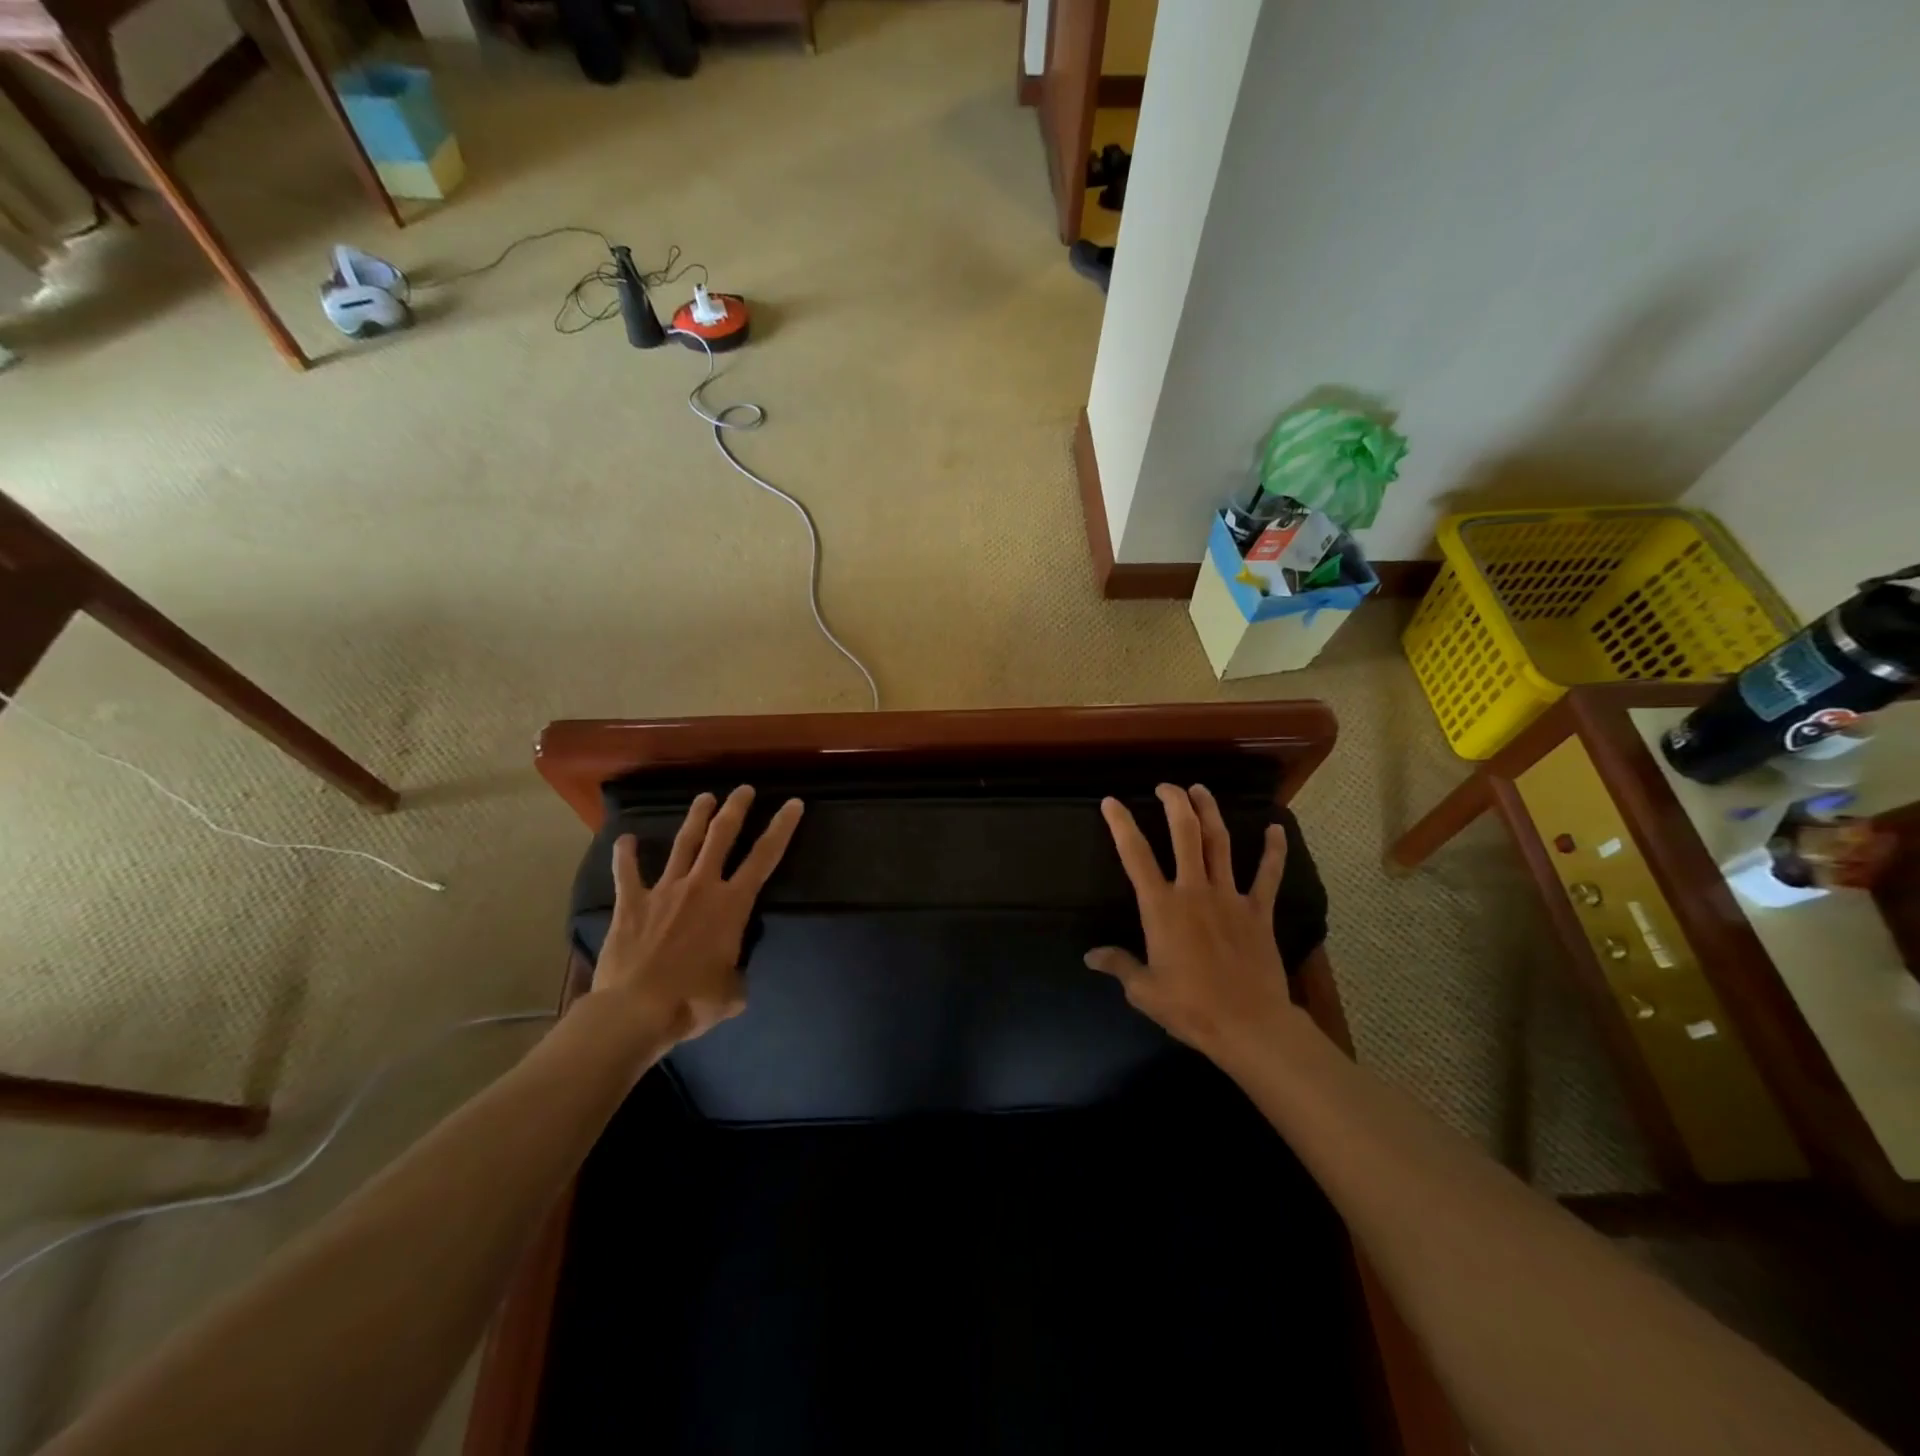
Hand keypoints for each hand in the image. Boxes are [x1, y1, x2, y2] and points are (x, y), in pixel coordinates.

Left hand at [587, 786, 803, 1048]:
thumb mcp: (732, 993)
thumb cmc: (692, 1001)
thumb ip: (736, 974)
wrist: (636, 1010)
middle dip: (736, 809)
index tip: (793, 804)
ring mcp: (665, 890)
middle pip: (722, 836)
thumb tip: (731, 975)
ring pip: (684, 844)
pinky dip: (625, 855)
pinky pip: (627, 873)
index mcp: (732, 905)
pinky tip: (625, 839)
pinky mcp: (631, 903)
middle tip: (744, 789)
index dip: (782, 828)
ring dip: (695, 818)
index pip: (765, 858)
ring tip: (704, 797)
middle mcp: (701, 887)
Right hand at [1085, 784, 1296, 1062]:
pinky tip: (1276, 829)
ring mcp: (1230, 897)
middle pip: (1184, 834)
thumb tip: (1091, 956)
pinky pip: (1267, 874)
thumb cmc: (1190, 1007)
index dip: (1121, 825)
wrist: (1249, 1025)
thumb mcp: (1144, 990)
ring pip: (1220, 843)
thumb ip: (1118, 965)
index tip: (1112, 802)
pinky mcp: (1258, 911)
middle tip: (1166, 786)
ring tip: (1201, 790)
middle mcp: (1194, 891)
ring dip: (1210, 812)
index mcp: (1161, 907)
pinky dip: (1273, 850)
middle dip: (1174, 803)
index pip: (1135, 855)